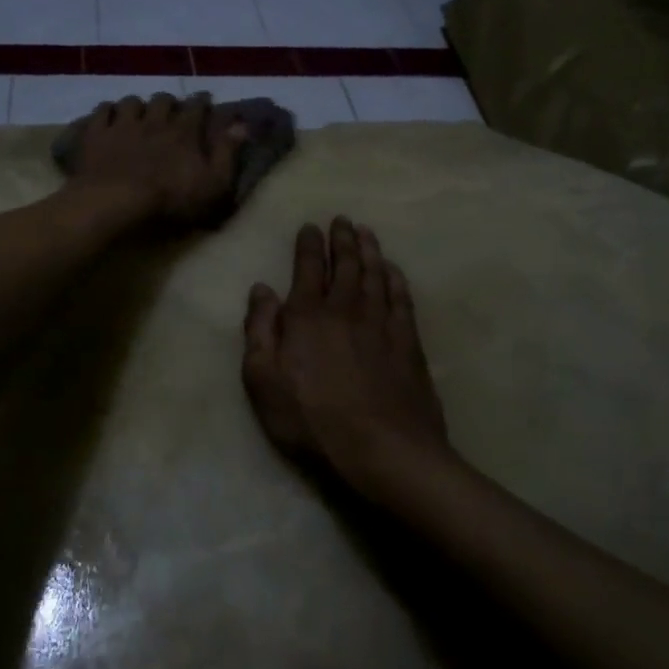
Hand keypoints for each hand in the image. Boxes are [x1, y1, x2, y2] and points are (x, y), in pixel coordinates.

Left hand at [65, 93, 246, 228]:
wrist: (116, 201)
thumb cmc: (170, 198)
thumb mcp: (212, 184)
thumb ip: (227, 153)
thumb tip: (241, 125)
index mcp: (184, 131)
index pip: (198, 107)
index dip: (203, 102)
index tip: (206, 101)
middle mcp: (155, 120)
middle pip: (163, 99)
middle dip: (169, 102)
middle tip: (170, 111)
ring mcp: (123, 125)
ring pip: (132, 102)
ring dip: (137, 106)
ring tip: (138, 114)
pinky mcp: (97, 134)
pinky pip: (102, 111)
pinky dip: (107, 112)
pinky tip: (109, 118)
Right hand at [242, 216, 455, 500]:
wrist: (383, 448)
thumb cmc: (312, 420)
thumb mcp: (263, 381)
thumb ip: (259, 330)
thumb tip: (261, 289)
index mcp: (307, 315)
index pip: (307, 268)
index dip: (308, 244)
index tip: (310, 227)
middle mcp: (345, 308)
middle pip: (345, 264)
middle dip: (342, 239)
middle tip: (342, 220)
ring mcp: (381, 323)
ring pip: (375, 274)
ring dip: (369, 250)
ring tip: (366, 232)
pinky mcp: (408, 341)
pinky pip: (401, 298)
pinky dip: (396, 278)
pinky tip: (393, 270)